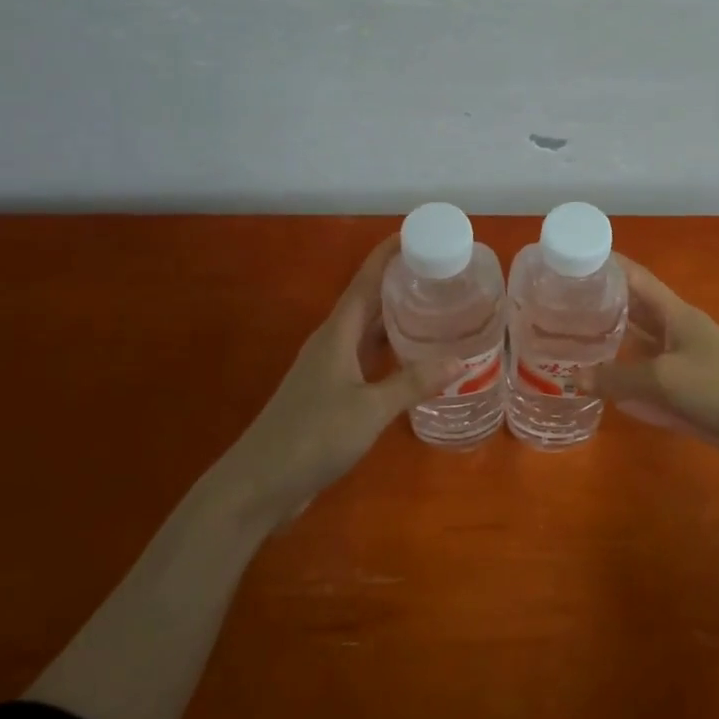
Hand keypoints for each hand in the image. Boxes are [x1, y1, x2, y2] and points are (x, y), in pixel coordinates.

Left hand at [227, 236, 459, 525]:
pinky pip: (366, 359)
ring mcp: (329, 370)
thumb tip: (460, 361)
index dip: (388, 254)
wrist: (259, 485)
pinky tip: (413, 360)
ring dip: (397, 317)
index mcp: (336, 334)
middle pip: (368, 301)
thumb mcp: (369, 409)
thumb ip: (413, 383)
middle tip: (441, 271)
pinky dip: (390, 352)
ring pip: (368, 332)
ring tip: (435, 307)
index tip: (418, 233)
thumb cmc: (312, 436)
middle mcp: (332, 343)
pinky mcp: (330, 394)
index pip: (366, 281)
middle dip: (400, 282)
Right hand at [580, 259, 718, 466]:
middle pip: (631, 312)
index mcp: (673, 314)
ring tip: (567, 345)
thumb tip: (572, 378)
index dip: (606, 266)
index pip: (634, 278)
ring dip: (607, 347)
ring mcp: (680, 363)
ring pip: (636, 348)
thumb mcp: (664, 379)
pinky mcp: (685, 393)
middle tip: (555, 309)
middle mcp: (673, 332)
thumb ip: (618, 378)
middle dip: (598, 308)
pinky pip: (645, 383)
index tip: (570, 261)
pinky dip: (623, 383)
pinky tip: (598, 388)